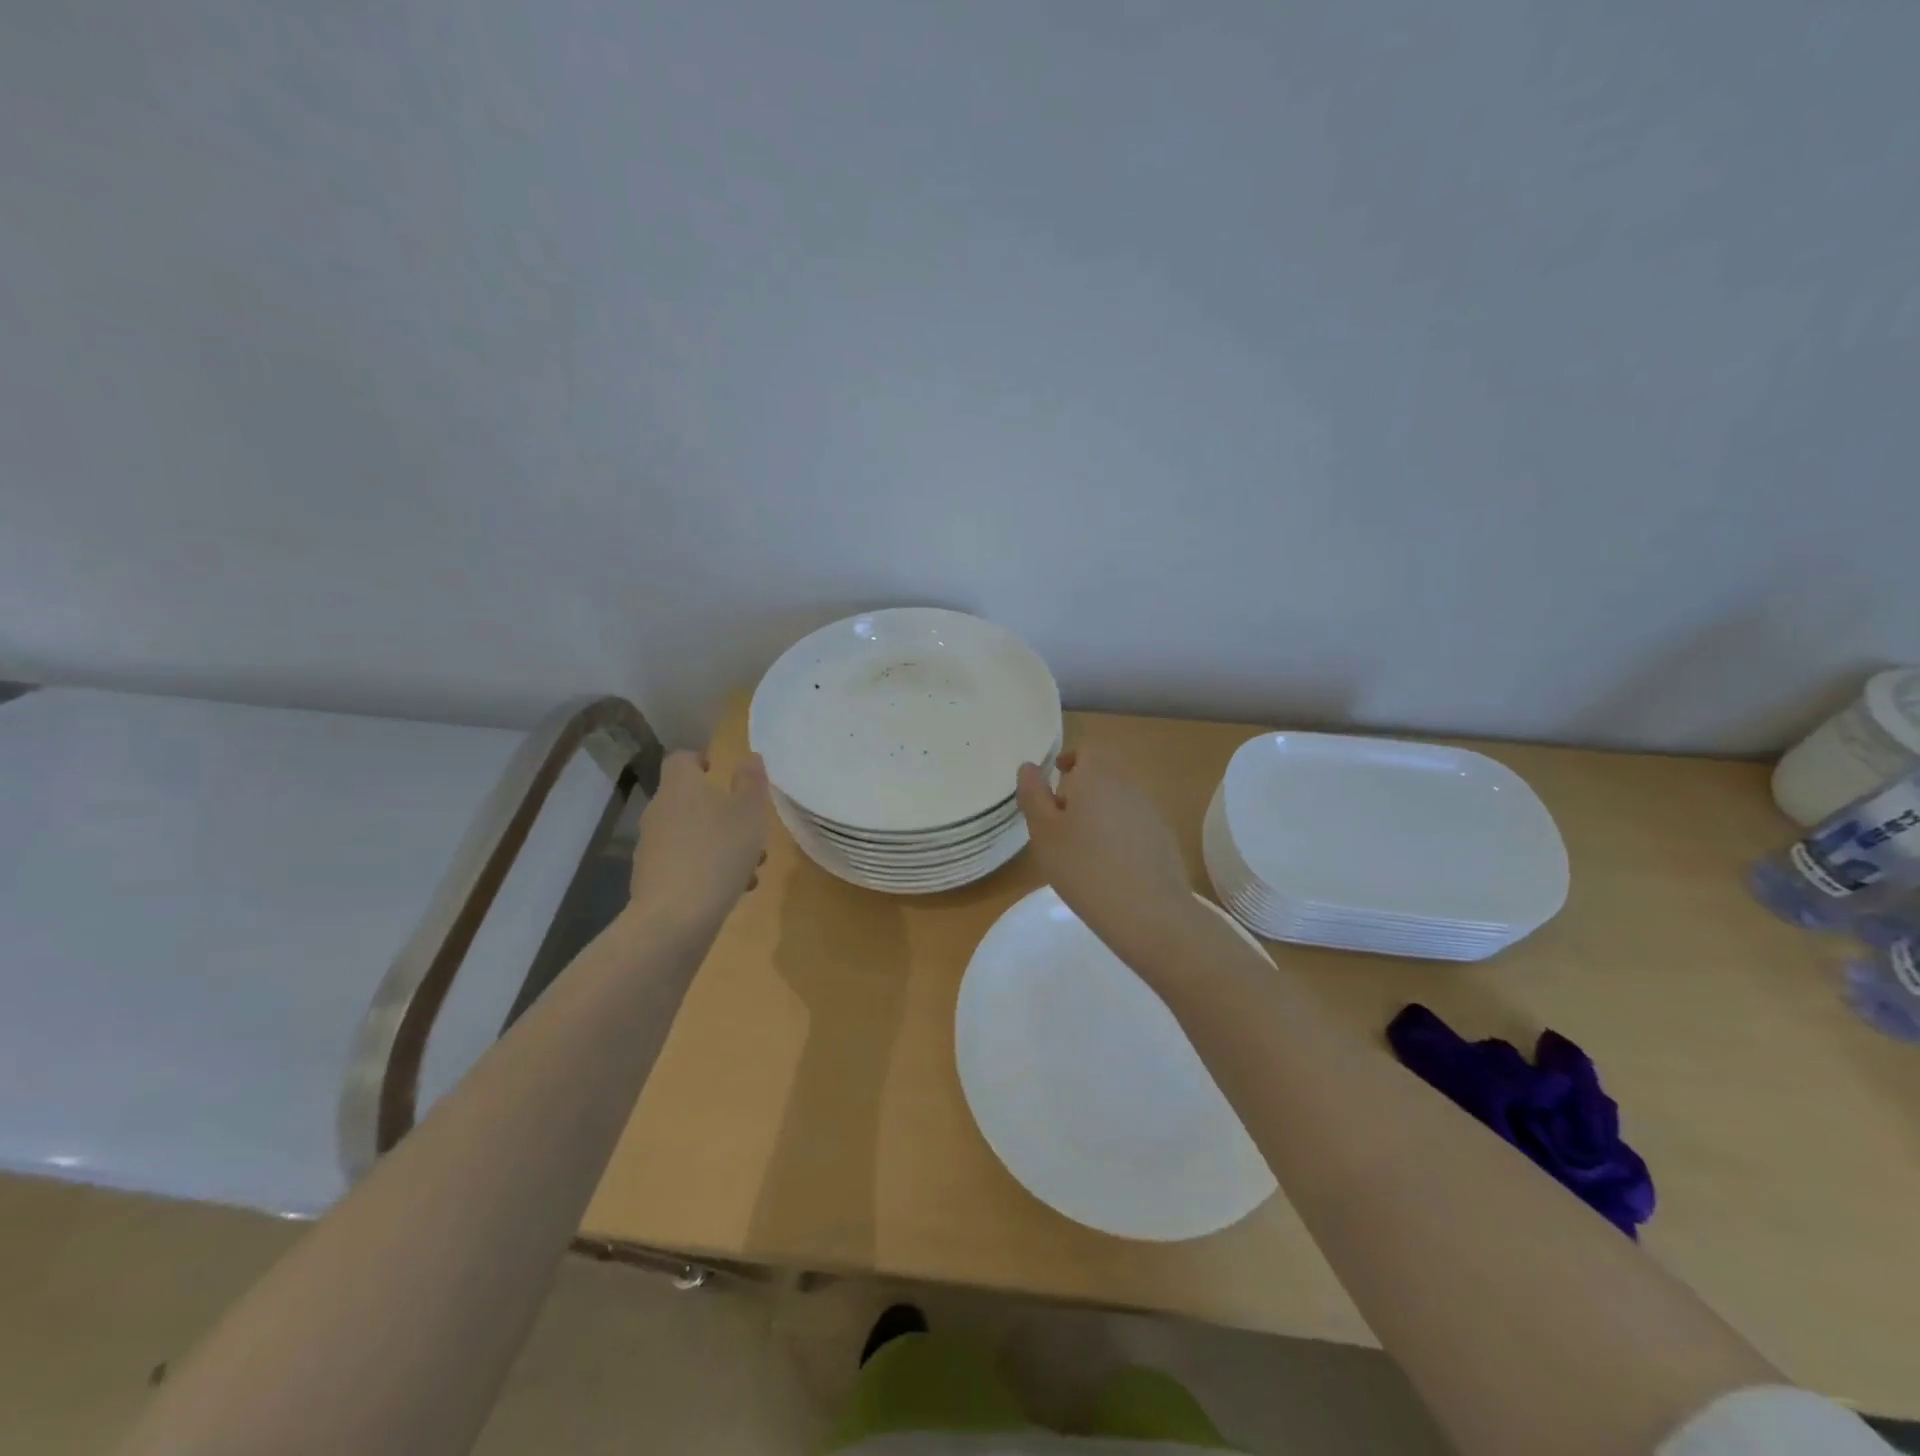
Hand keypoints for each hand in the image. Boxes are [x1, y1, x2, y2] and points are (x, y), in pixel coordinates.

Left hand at [627, 750, 769, 931]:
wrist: (674, 918)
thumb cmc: (718, 853)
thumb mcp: (749, 812)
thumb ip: (751, 781)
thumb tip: (748, 757)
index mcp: (680, 787)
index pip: (682, 760)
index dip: (701, 761)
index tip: (721, 772)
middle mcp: (659, 811)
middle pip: (689, 800)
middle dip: (721, 812)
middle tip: (750, 828)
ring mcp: (651, 847)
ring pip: (691, 835)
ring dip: (719, 844)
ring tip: (751, 866)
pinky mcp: (651, 879)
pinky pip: (684, 864)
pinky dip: (707, 869)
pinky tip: (734, 890)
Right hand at [1016, 748, 1201, 964]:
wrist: (1149, 913)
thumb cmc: (1084, 868)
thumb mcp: (1044, 833)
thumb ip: (1034, 795)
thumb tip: (1030, 767)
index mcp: (1097, 775)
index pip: (1086, 750)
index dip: (1069, 762)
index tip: (1055, 784)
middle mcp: (1128, 785)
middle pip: (1104, 774)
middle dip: (1081, 790)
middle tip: (1060, 821)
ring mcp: (1151, 811)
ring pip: (1119, 800)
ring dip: (1100, 813)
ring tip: (1082, 849)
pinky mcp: (1164, 838)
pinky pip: (1134, 824)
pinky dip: (1119, 834)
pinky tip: (1109, 867)